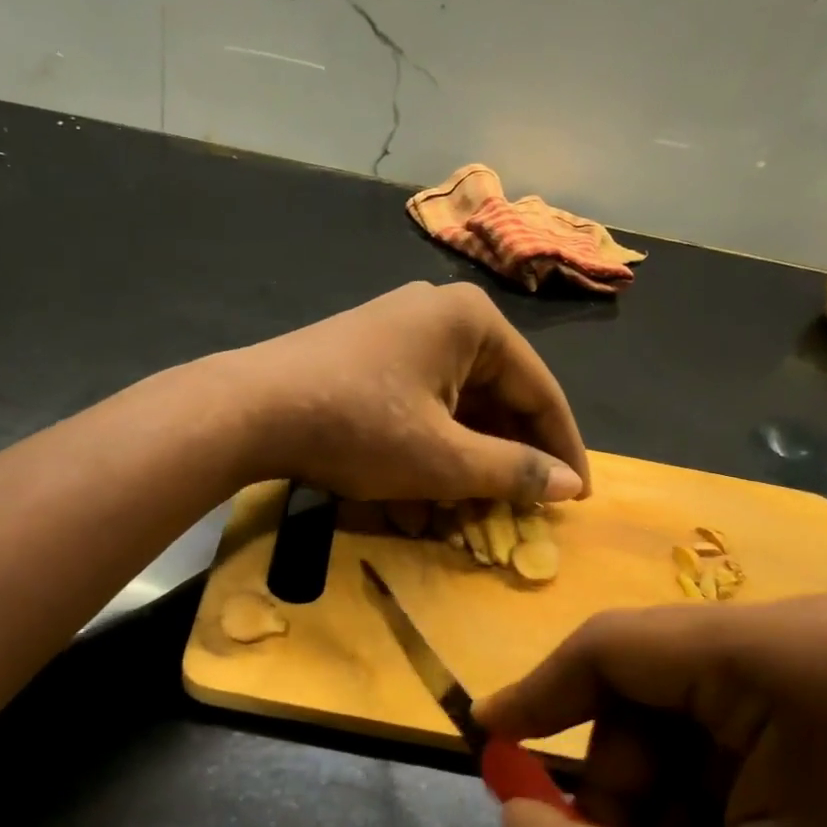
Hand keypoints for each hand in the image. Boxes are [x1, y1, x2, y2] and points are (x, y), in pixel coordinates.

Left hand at [223, 281, 589, 504]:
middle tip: (519, 510)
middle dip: (503, 460)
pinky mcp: (363, 355)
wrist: (248, 410)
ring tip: (466, 512)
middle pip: (494, 397)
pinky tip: (416, 496)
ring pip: (451, 406)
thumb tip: (569, 486)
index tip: (578, 499)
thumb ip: (512, 472)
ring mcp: (395, 332)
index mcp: (472, 322)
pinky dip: (423, 447)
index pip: (539, 390)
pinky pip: (414, 404)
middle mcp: (438, 314)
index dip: (561, 449)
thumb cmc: (358, 427)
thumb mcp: (443, 459)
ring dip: (461, 463)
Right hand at [477, 595, 826, 826]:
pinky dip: (725, 803)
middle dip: (633, 788)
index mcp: (812, 654)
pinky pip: (752, 732)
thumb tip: (513, 819)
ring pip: (700, 716)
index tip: (487, 748)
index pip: (620, 647)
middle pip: (661, 686)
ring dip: (678, 804)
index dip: (537, 696)